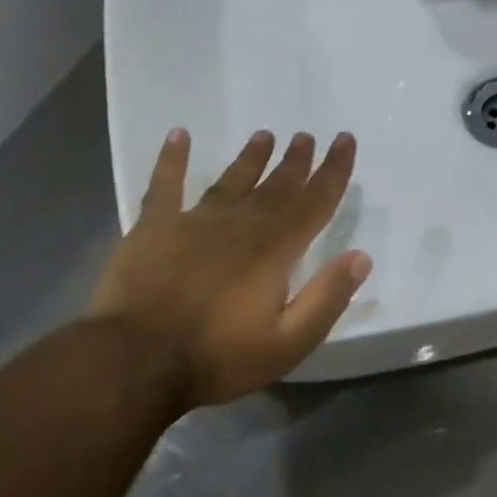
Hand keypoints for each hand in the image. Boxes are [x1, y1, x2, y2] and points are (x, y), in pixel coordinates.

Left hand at [87, 128, 372, 409]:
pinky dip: (172, 159)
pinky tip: (178, 135)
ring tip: (264, 136)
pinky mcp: (153, 228)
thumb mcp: (289, 342)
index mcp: (275, 249)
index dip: (333, 171)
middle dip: (296, 162)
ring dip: (251, 158)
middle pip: (276, 186)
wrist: (135, 361)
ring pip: (231, 181)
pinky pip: (165, 185)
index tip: (345, 140)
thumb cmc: (218, 356)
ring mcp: (193, 222)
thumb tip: (361, 256)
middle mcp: (240, 225)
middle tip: (306, 136)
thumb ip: (327, 297)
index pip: (314, 202)